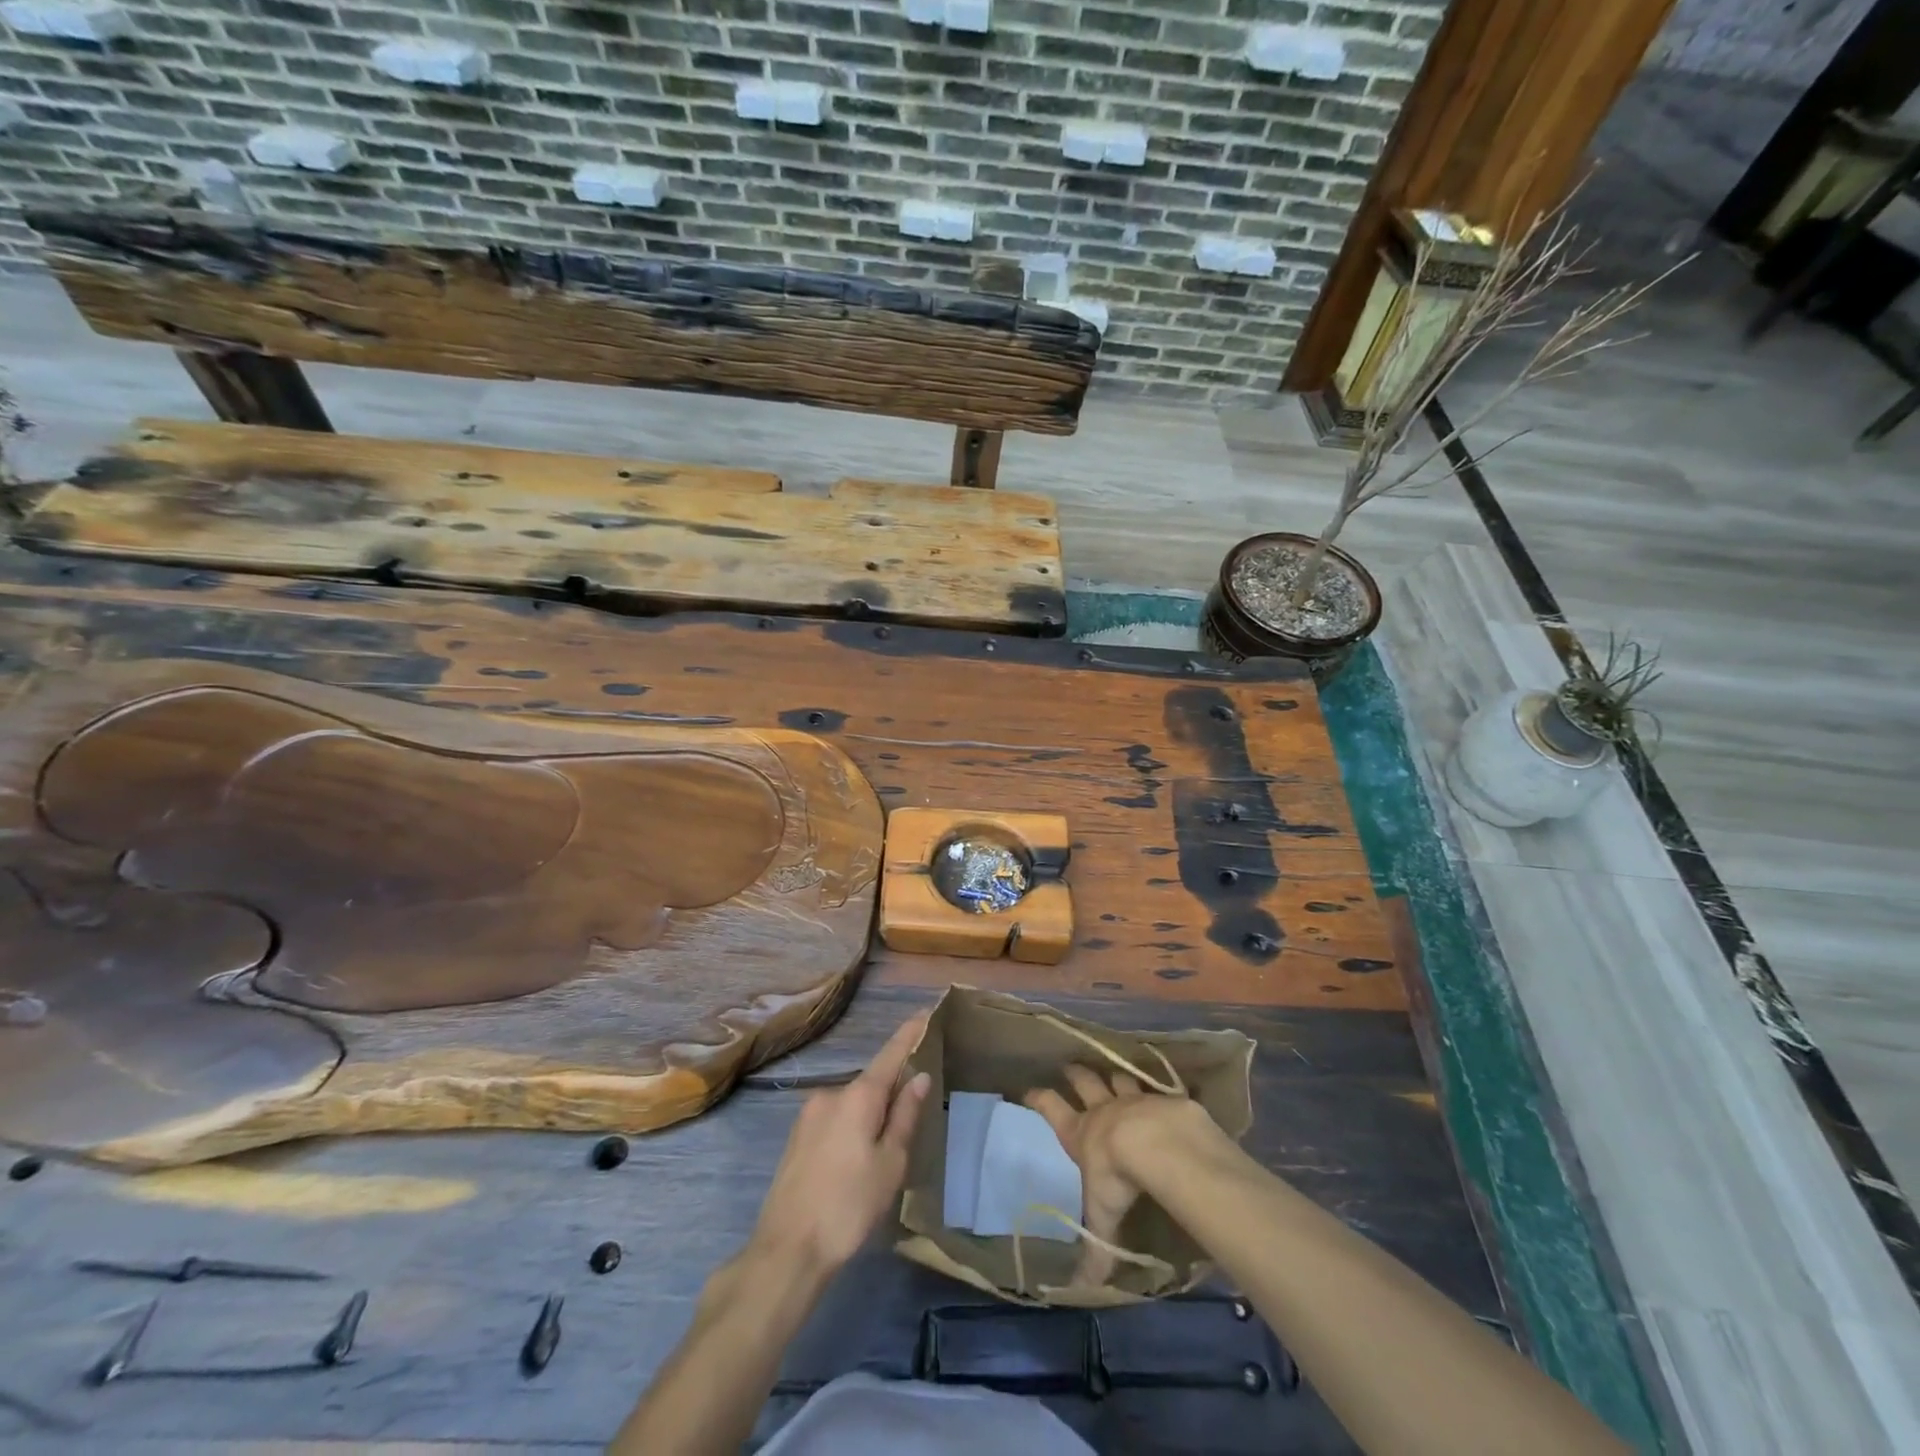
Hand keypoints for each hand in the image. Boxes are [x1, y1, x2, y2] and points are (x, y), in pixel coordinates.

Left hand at [748, 1013, 931, 1279]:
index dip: (909, 1033)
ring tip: (883, 1153)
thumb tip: (919, 1076)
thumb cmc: (849, 1206)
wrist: (786, 1249)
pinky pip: (834, 1119)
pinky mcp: (797, 1136)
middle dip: (892, 1091)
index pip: (891, 1054)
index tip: (925, 1012)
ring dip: (870, 1115)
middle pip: (871, 1082)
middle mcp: (831, 1094)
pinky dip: (851, 1127)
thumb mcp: (890, 1163)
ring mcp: (809, 1114)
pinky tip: (855, 1162)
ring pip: (852, 1104)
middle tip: (913, 1118)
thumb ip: (905, 1115)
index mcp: (858, 1095)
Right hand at [1025, 1066, 1213, 1282]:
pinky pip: (1157, 1088)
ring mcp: (1134, 1099)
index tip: (1029, 1090)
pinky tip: (1161, 1090)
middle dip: (1076, 1075)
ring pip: (1119, 1079)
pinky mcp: (1163, 1098)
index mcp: (1081, 1133)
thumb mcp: (1102, 1215)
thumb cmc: (1117, 1176)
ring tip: (1113, 1073)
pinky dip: (1156, 1088)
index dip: (1040, 1099)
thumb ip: (1095, 1250)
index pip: (1052, 1109)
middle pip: (1085, 1083)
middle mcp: (1104, 1110)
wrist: (1156, 1143)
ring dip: (1115, 1077)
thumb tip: (1081, 1291)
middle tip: (1069, 1066)